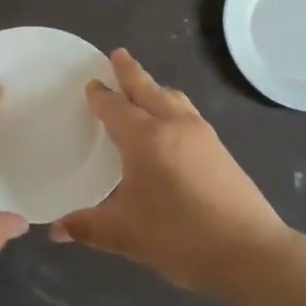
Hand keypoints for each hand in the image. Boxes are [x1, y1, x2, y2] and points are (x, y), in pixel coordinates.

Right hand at [52, 49, 295, 295]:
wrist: (249, 251)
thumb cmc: (179, 236)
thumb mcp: (125, 233)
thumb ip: (87, 226)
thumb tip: (56, 229)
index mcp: (145, 138)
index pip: (116, 107)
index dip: (101, 96)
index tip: (92, 83)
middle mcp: (173, 125)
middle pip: (147, 89)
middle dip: (131, 72)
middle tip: (118, 54)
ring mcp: (202, 135)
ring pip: (173, 98)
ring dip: (154, 87)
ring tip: (145, 86)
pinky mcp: (220, 150)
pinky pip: (188, 113)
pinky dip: (172, 105)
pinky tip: (172, 124)